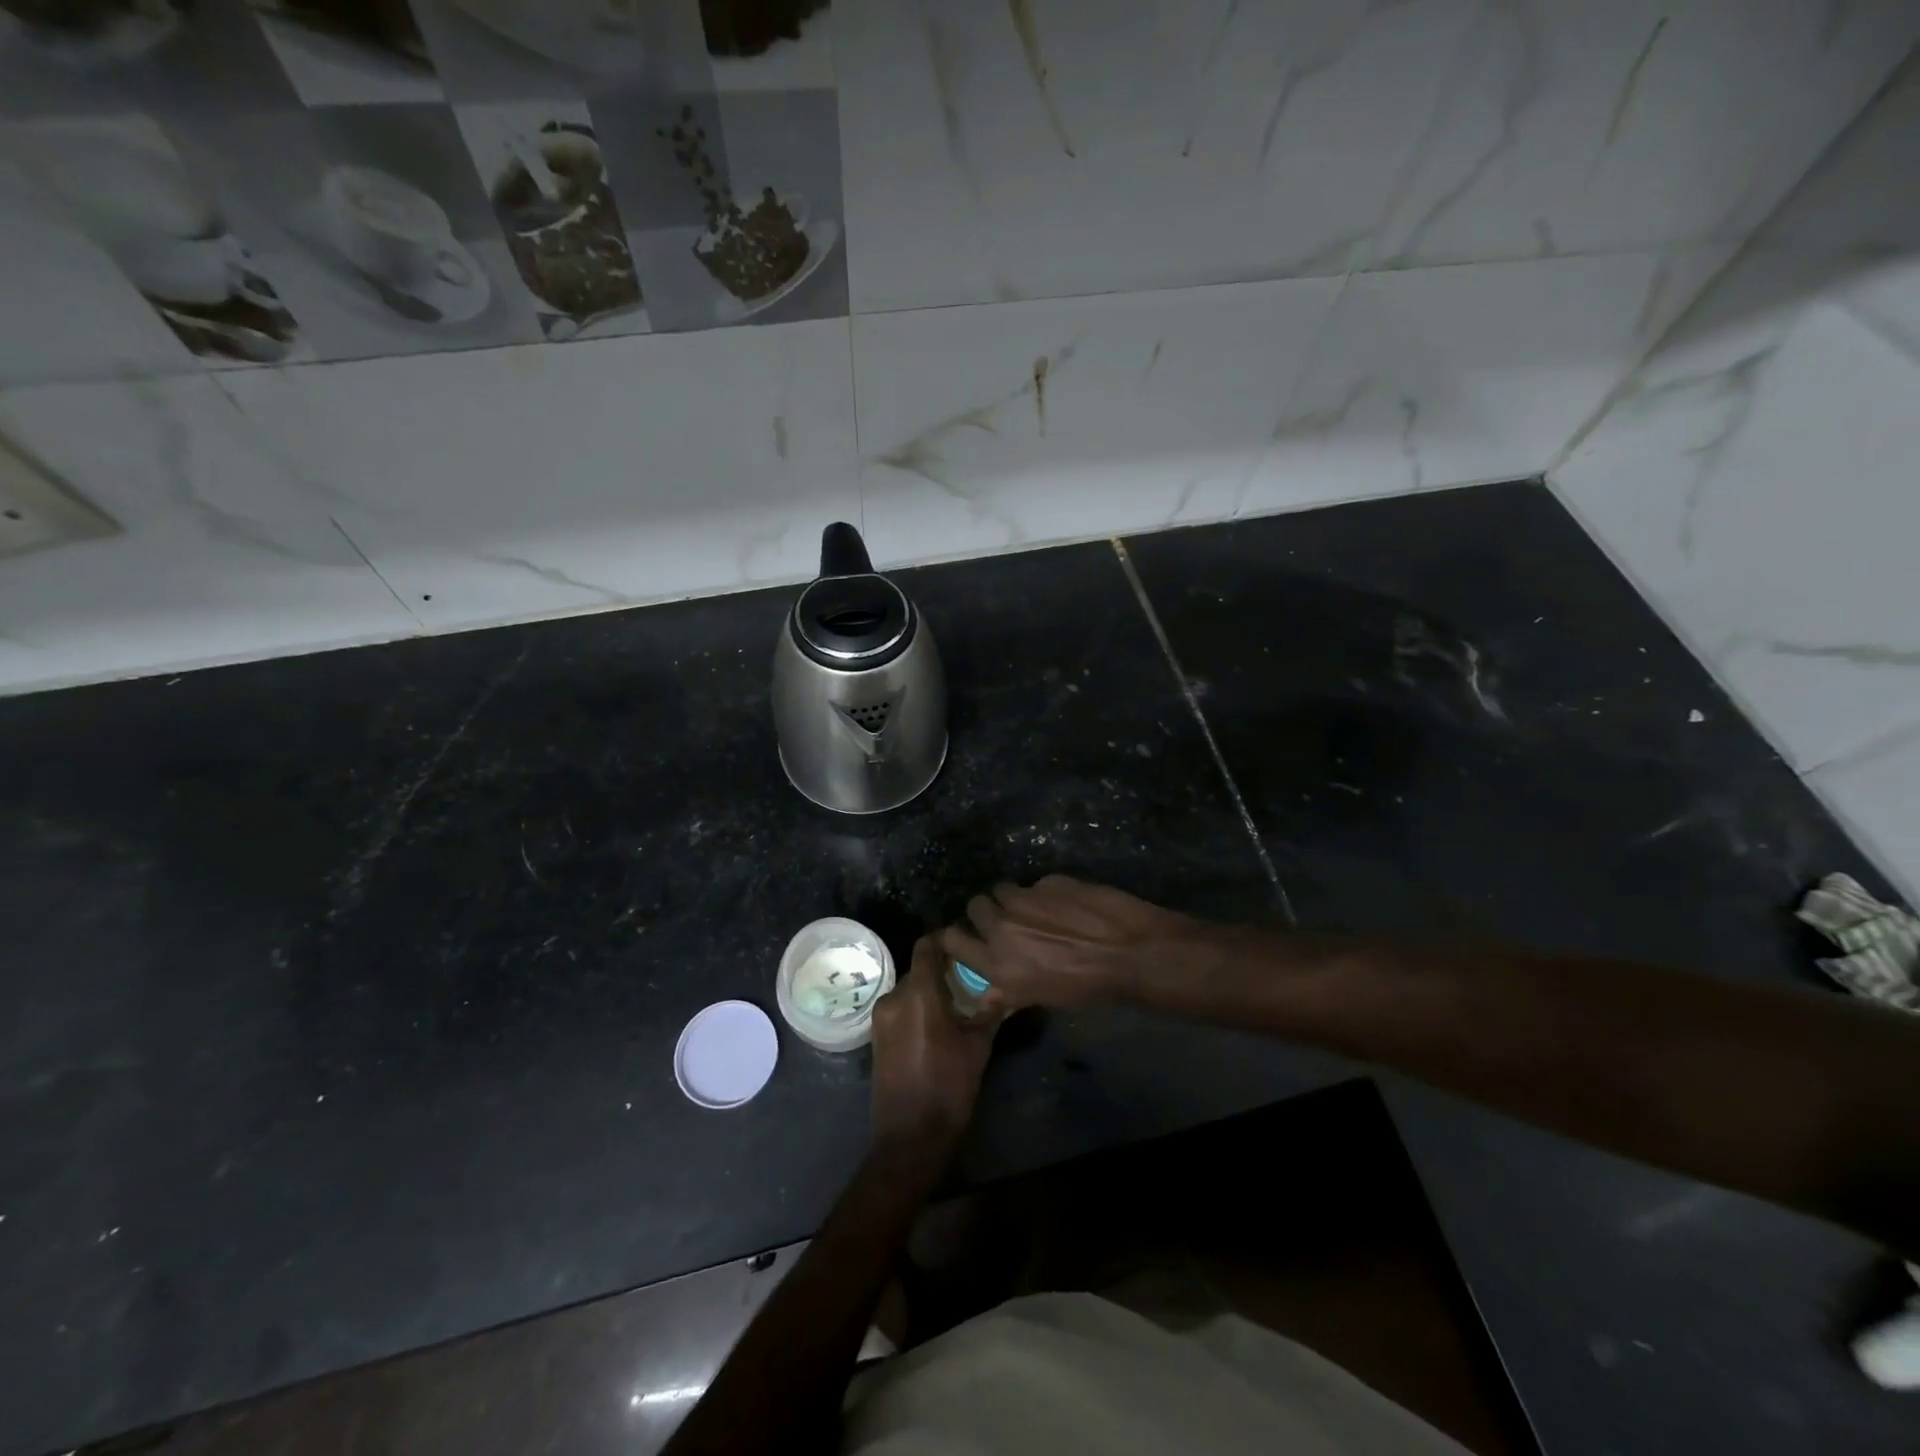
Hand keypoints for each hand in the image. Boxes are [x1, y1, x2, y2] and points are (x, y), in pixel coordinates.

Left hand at [870, 936, 994, 1147]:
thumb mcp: (978, 1047)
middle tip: (969, 974)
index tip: (966, 941)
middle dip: (942, 968)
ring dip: (930, 989)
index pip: (926, 947)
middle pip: (918, 968)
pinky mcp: (877, 1036)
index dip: (944, 938)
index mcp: (919, 994)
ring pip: (909, 989)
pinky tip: (938, 1022)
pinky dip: (917, 1007)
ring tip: (958, 999)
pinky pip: (899, 1008)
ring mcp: (881, 1018)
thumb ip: (990, 1011)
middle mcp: (894, 998)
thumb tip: (1005, 988)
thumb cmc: (949, 1088)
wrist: (910, 1137)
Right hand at [940, 875, 1201, 1010]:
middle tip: (1006, 920)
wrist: (1129, 952)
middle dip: (986, 911)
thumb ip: (1008, 990)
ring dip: (1013, 898)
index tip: (966, 935)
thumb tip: (987, 993)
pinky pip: (1036, 884)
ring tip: (1036, 909)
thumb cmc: (1087, 987)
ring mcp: (1024, 900)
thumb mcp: (1042, 998)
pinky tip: (1068, 904)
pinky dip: (1046, 893)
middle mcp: (1002, 929)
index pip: (951, 939)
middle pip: (975, 906)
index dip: (955, 935)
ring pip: (1002, 889)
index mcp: (997, 965)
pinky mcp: (1047, 881)